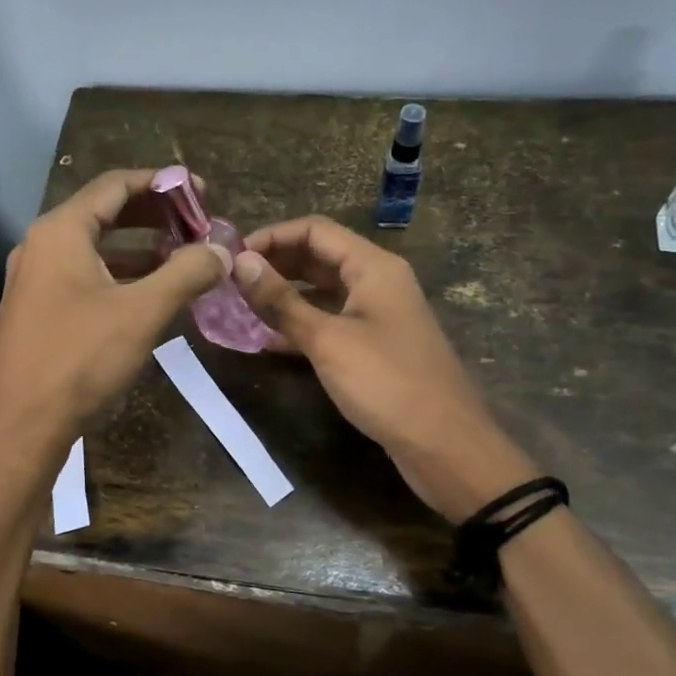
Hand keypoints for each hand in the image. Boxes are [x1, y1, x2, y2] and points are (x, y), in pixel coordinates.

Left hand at [0, 169, 231, 452]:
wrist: (22, 427)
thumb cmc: (80, 360)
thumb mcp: (142, 313)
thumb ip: (185, 273)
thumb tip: (221, 249)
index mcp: (60, 232)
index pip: (115, 185)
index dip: (162, 183)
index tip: (201, 192)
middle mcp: (40, 245)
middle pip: (103, 212)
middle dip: (153, 214)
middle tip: (196, 223)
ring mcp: (33, 278)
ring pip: (93, 247)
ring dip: (138, 246)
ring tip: (181, 255)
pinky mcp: (36, 308)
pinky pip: (82, 274)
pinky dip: (118, 273)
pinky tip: (148, 291)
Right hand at [233, 217, 536, 521]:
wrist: (444, 444)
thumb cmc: (386, 383)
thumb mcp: (327, 340)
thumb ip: (282, 301)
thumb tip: (240, 263)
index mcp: (373, 267)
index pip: (315, 230)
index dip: (272, 236)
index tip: (232, 256)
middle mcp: (377, 282)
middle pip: (319, 256)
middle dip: (275, 264)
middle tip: (231, 281)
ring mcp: (377, 315)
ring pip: (322, 290)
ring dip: (284, 295)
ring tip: (241, 306)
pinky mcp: (373, 346)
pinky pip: (330, 321)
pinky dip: (300, 324)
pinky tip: (266, 340)